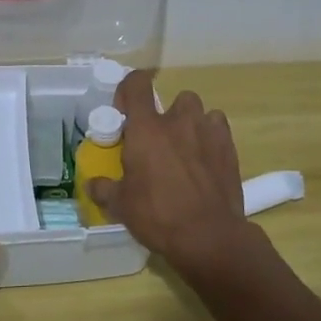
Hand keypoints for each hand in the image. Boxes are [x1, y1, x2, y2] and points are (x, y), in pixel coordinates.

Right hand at [87, 70, 252, 275]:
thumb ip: (105, 190)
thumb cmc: (158, 215)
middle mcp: (178, 121)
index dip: (129, 89)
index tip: (125, 110)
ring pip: (200, 111)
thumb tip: (92, 184)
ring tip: (187, 148)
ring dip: (192, 123)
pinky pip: (219, 128)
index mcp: (146, 128)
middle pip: (176, 98)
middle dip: (169, 113)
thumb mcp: (122, 206)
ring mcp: (207, 132)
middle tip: (161, 141)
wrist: (208, 236)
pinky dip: (212, 137)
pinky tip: (207, 159)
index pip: (137, 84)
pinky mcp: (229, 148)